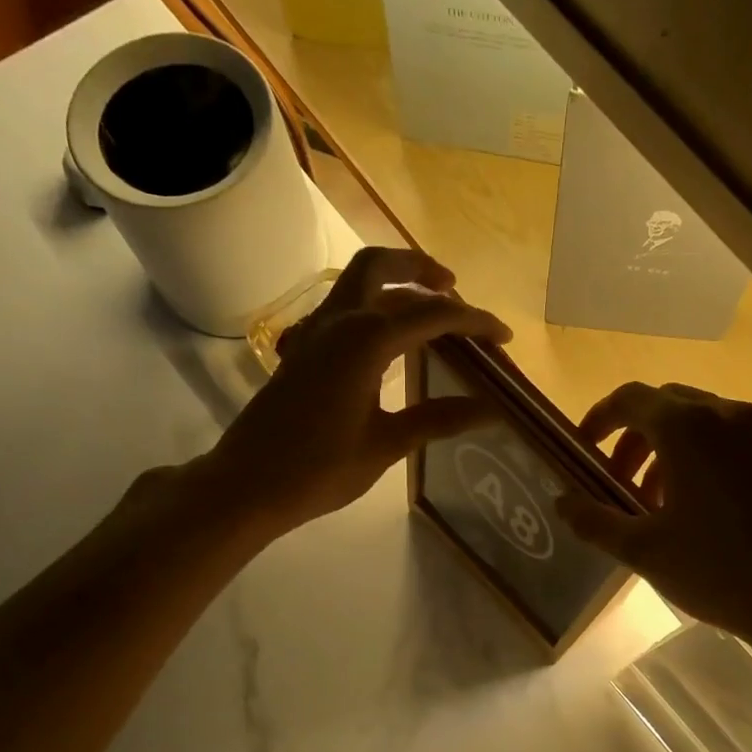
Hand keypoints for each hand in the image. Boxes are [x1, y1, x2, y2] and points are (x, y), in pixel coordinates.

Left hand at [206, 248, 511, 531]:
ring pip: (355, 281)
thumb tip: (490, 409)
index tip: (503, 337)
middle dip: (422, 270)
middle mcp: (338, 322)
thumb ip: (437, 418)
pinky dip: (369, 305)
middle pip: (381, 268)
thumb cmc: (319, 469)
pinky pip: (340, 308)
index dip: (473, 322)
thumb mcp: (386, 445)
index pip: (431, 314)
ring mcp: (313, 332)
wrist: (248, 484)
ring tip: (427, 304)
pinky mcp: (300, 350)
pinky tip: (383, 339)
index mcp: (365, 340)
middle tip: (455, 290)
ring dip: (393, 281)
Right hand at [559, 382, 751, 670]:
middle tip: (619, 482)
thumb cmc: (720, 571)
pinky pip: (738, 445)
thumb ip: (595, 520)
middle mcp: (730, 415)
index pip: (630, 399)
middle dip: (635, 439)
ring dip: (672, 452)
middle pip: (668, 406)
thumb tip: (562, 502)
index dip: (599, 419)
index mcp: (689, 428)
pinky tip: (711, 511)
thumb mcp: (644, 551)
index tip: (584, 448)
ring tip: (661, 503)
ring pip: (706, 424)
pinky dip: (710, 462)